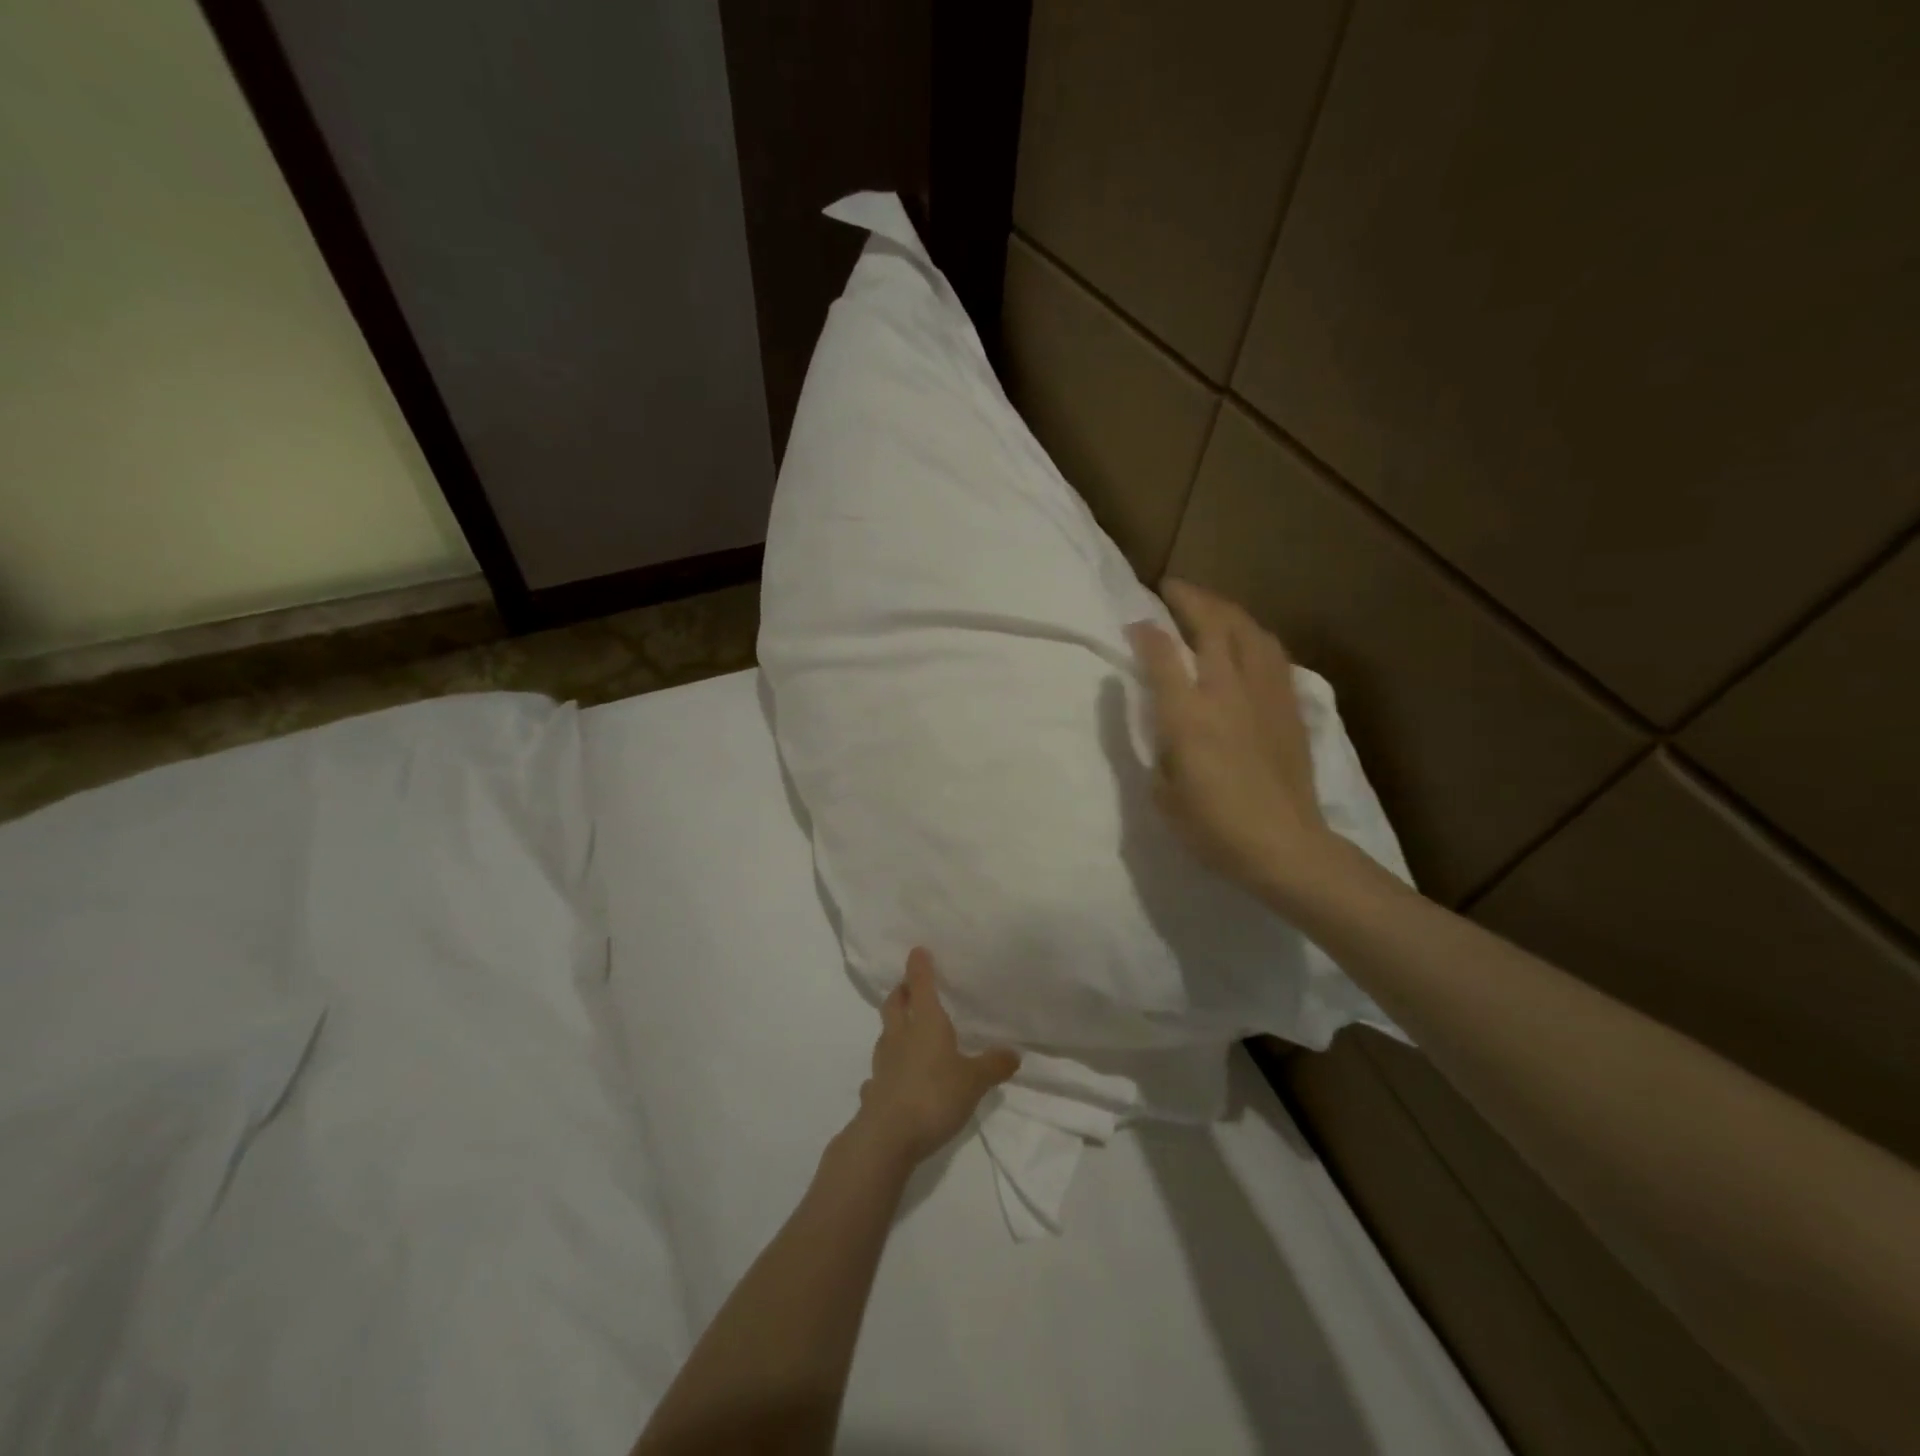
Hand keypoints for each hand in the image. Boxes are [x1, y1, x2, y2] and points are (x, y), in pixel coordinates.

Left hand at [856, 948, 1019, 1166]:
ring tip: (905, 1029)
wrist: (887, 1137)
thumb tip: (1014, 1053)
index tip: (917, 951)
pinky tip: (893, 1077)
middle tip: (908, 987)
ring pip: (885, 1034)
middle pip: (894, 1004)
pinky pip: (879, 1072)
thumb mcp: (974, 1081)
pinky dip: (888, 1068)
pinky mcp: (874, 1090)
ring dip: (894, 1026)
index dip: (919, 967)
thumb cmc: (934, 1096)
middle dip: (901, 991)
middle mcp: (900, 1036)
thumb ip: (993, 1066)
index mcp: (925, 1023)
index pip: (920, 985)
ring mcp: (883, 1063)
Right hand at [1126, 579, 1334, 895]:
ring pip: (1249, 631)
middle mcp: (1227, 692)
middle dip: (1190, 599)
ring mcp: (1264, 695)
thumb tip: (1165, 717)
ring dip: (1226, 610)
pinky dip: (1254, 636)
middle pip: (1213, 626)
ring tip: (1210, 606)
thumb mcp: (1164, 793)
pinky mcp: (1290, 706)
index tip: (1135, 621)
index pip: (1163, 656)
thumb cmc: (1214, 828)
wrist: (1285, 847)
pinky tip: (1248, 640)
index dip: (1147, 632)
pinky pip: (1272, 654)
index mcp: (1188, 716)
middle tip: (1172, 588)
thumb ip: (1160, 745)